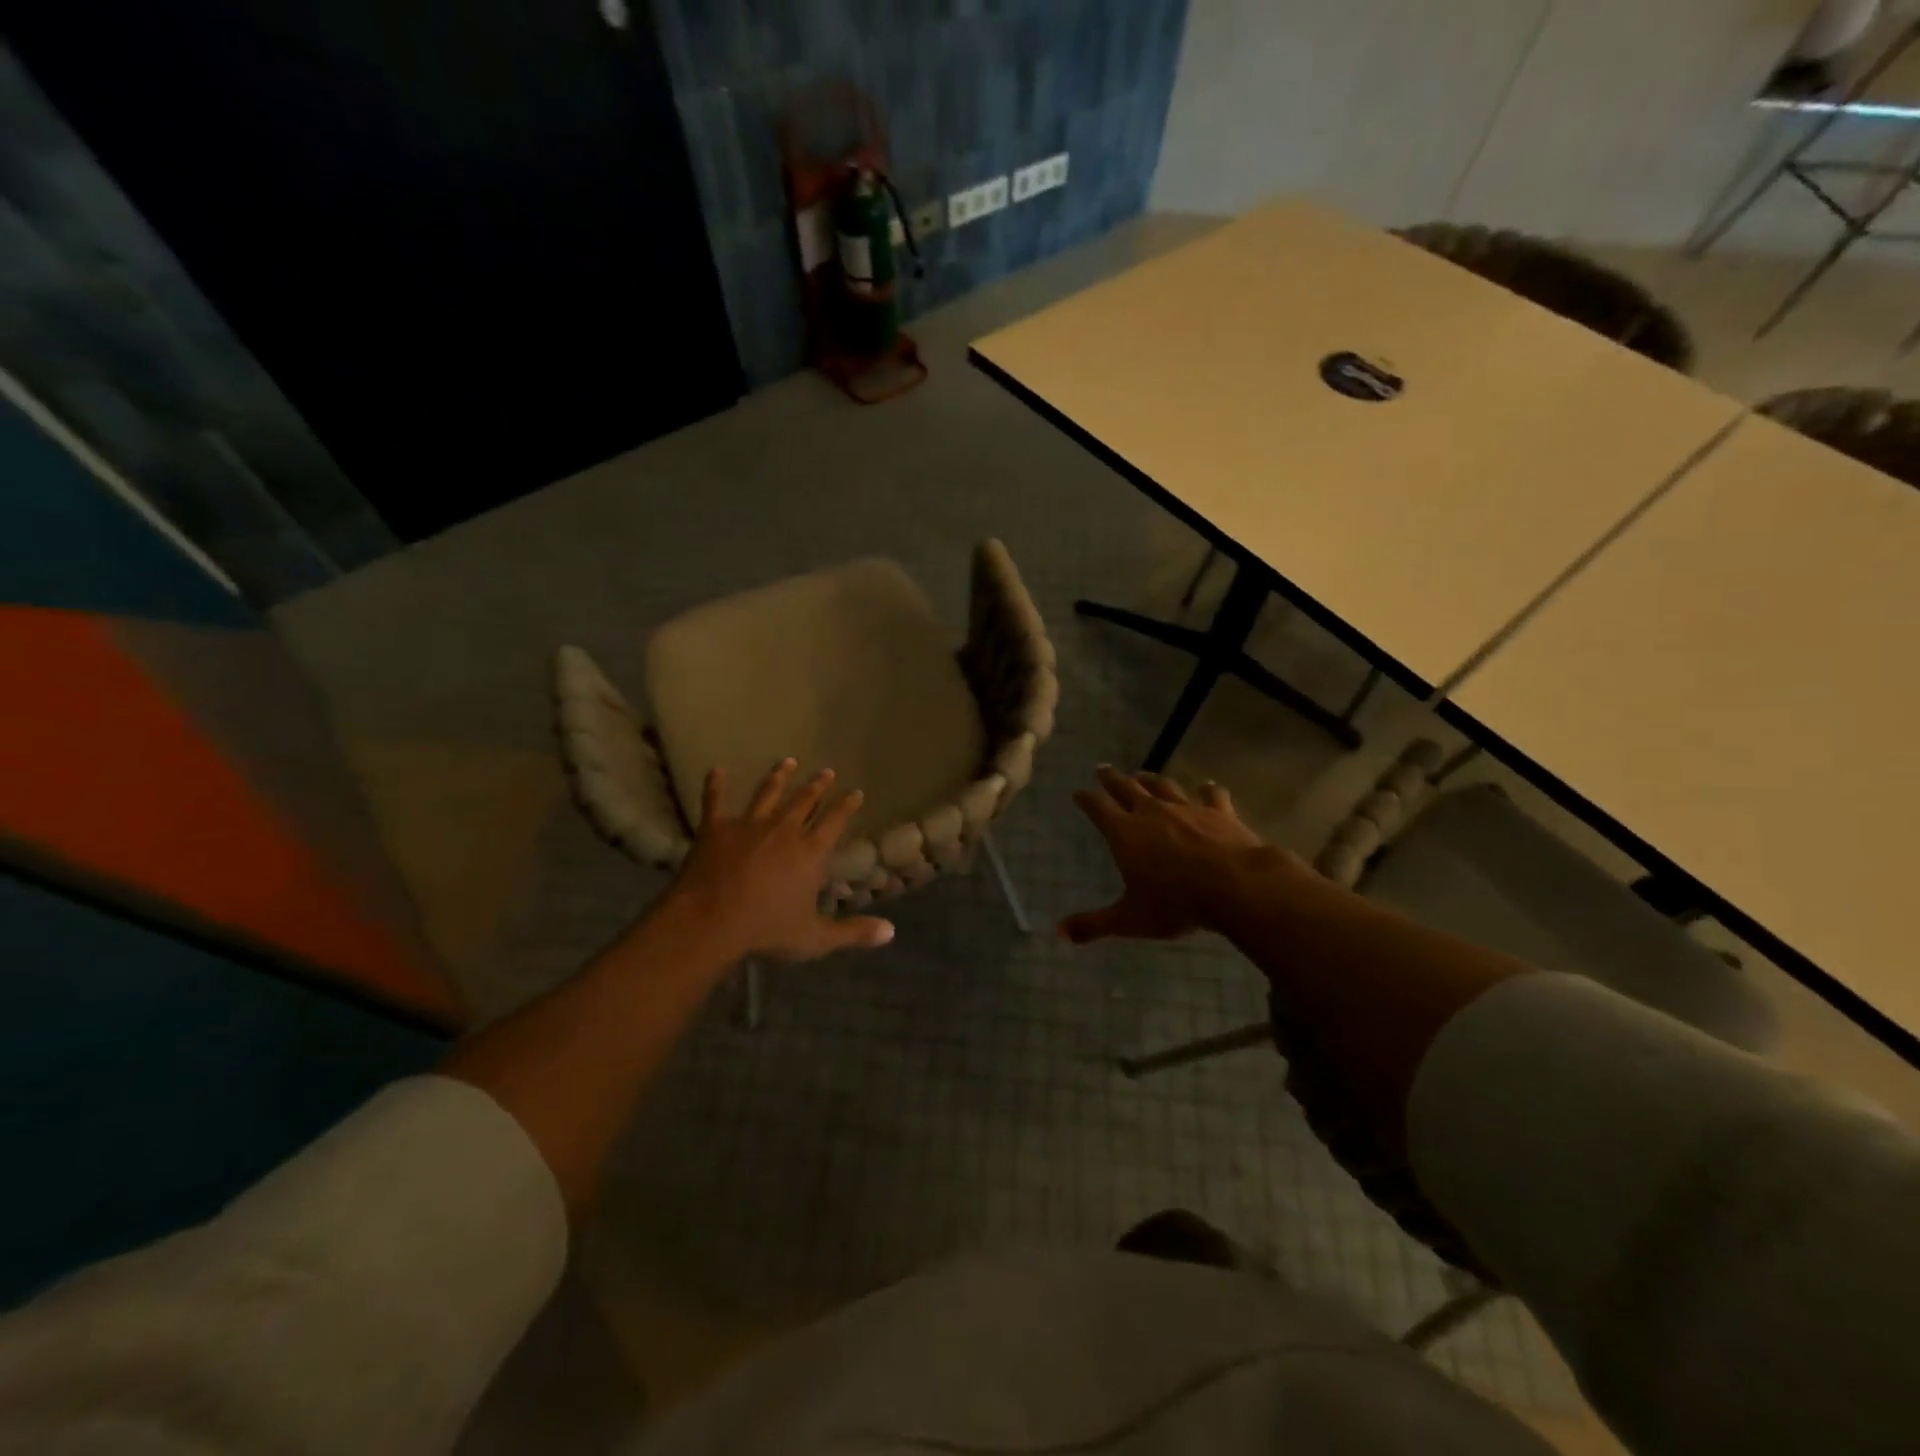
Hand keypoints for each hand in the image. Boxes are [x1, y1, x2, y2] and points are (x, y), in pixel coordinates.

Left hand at [663, 758, 894, 962]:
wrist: (711, 921)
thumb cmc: (766, 930)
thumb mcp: (815, 938)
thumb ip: (853, 933)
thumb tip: (891, 932)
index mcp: (810, 853)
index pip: (834, 822)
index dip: (846, 806)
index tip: (856, 792)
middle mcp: (783, 830)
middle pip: (804, 802)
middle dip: (817, 786)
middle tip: (827, 771)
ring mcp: (749, 825)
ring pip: (767, 794)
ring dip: (779, 777)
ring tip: (788, 761)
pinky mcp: (716, 829)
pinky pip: (715, 801)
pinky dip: (716, 786)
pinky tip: (716, 771)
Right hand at [1060, 767, 1267, 943]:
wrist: (1236, 886)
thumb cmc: (1176, 903)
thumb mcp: (1130, 919)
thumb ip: (1094, 925)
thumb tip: (1059, 933)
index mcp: (1125, 833)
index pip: (1098, 808)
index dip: (1086, 799)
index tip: (1078, 792)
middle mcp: (1152, 813)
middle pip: (1127, 788)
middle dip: (1112, 779)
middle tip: (1102, 768)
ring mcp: (1187, 809)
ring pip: (1164, 787)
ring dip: (1151, 779)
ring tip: (1143, 774)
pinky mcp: (1219, 813)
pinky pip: (1211, 796)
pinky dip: (1208, 790)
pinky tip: (1208, 785)